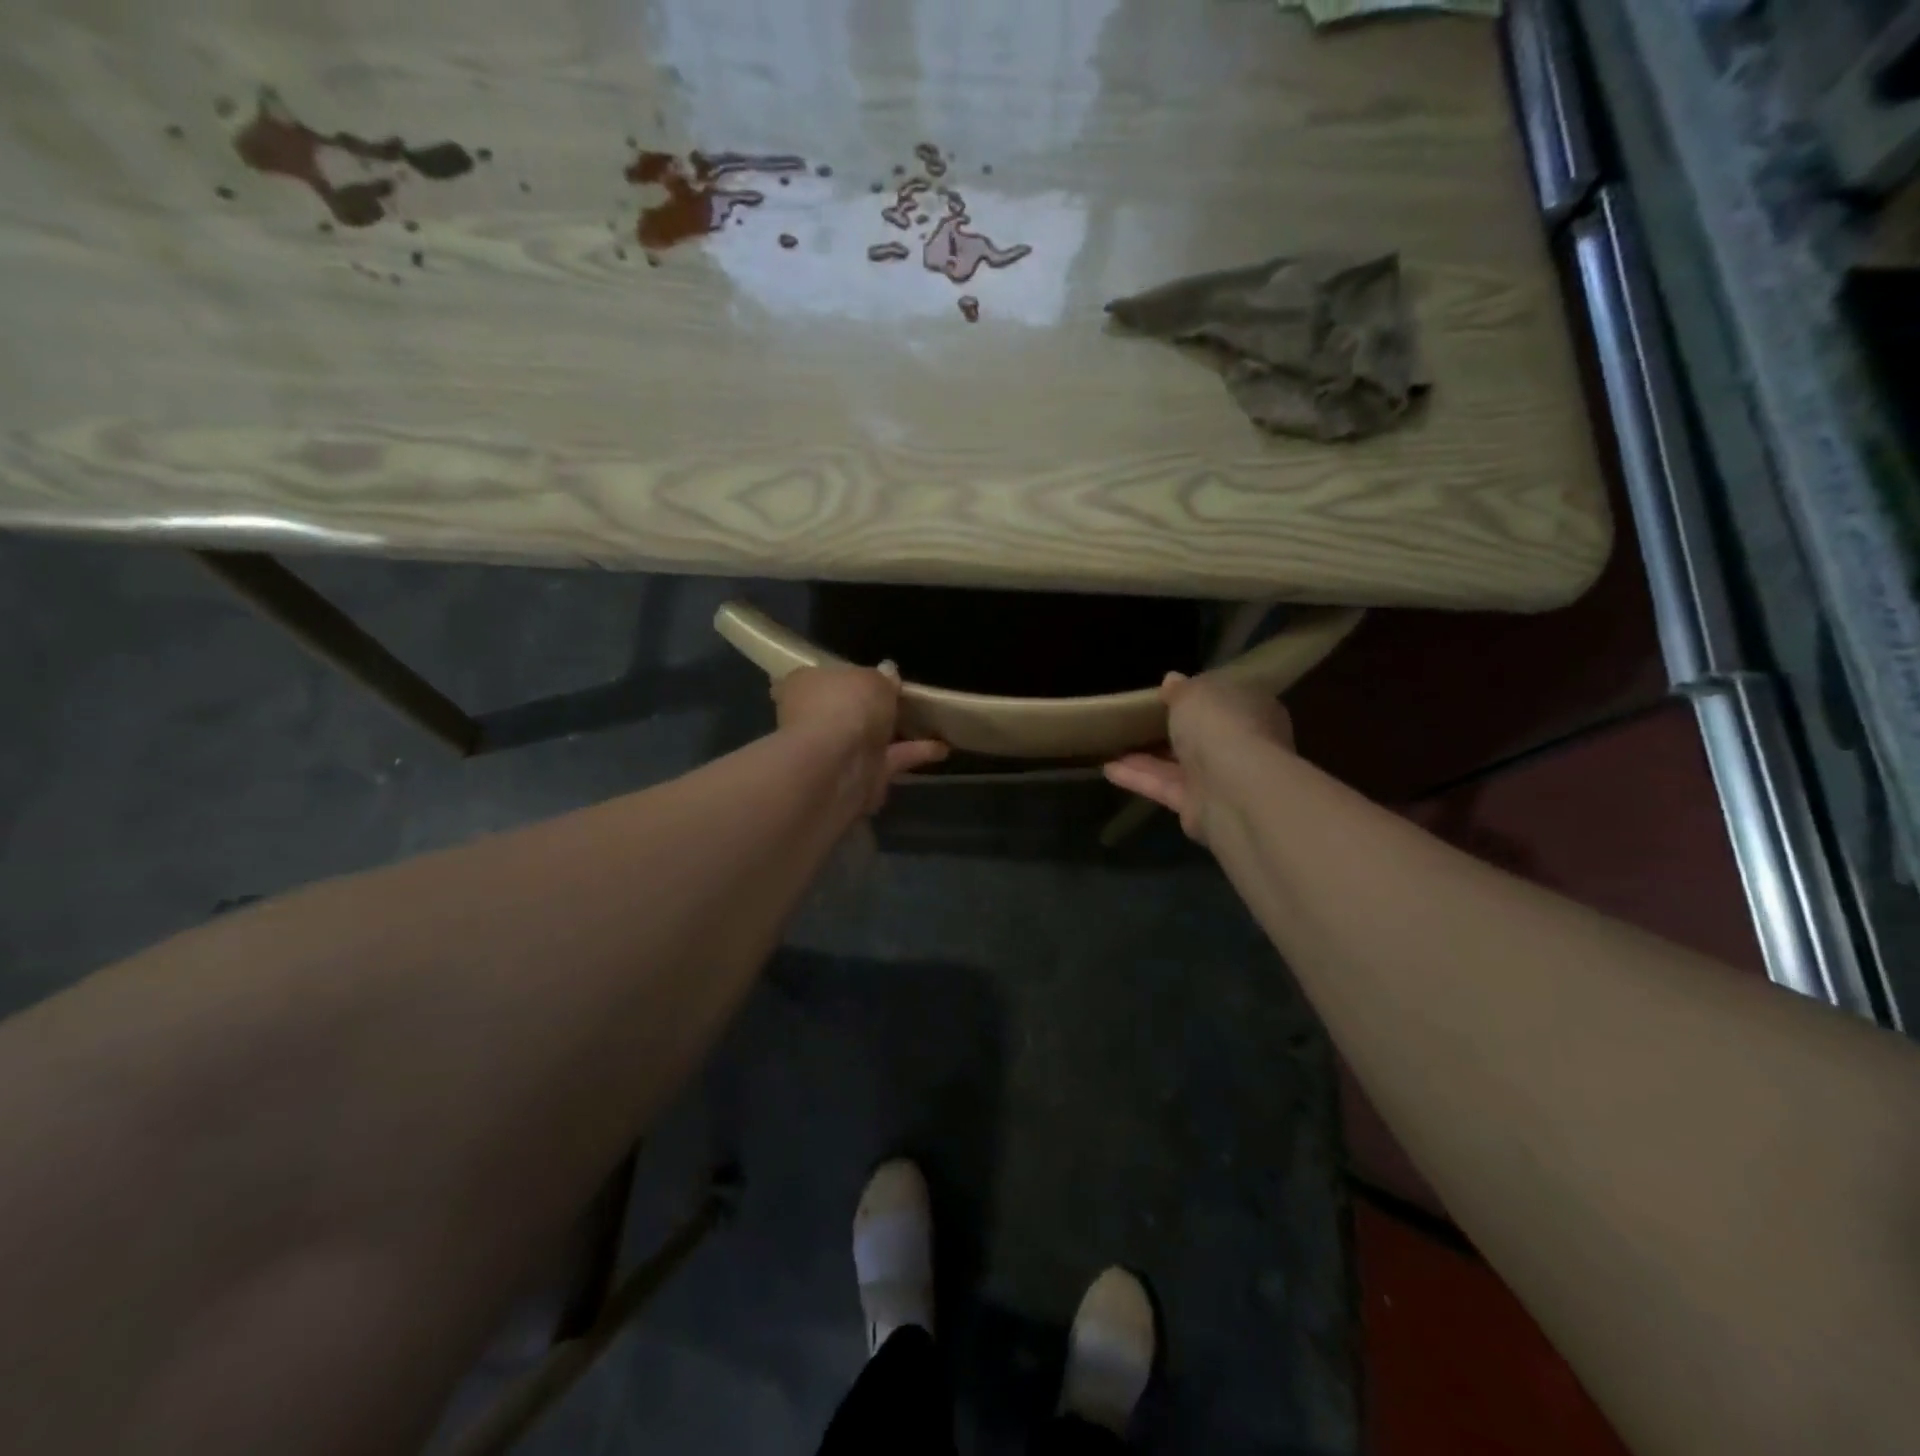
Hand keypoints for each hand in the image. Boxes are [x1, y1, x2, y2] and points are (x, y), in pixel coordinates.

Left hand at [772, 662, 948, 812]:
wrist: (837, 766)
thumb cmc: (846, 706)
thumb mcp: (872, 678)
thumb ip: (883, 677)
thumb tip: (887, 672)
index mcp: (807, 685)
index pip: (826, 677)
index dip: (851, 676)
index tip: (878, 676)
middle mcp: (815, 717)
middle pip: (848, 709)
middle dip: (871, 707)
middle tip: (905, 699)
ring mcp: (836, 751)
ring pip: (869, 737)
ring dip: (897, 732)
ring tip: (932, 722)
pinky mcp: (859, 777)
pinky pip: (890, 760)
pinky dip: (915, 753)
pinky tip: (943, 748)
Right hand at [1103, 672, 1293, 842]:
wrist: (1233, 788)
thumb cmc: (1221, 725)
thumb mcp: (1195, 693)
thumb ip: (1180, 689)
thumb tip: (1172, 681)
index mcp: (1251, 709)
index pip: (1226, 699)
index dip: (1199, 695)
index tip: (1169, 692)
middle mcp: (1241, 744)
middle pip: (1203, 735)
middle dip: (1173, 729)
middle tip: (1137, 718)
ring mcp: (1220, 779)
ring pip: (1179, 763)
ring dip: (1147, 756)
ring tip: (1113, 743)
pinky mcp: (1197, 807)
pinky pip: (1164, 786)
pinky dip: (1138, 777)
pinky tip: (1108, 768)